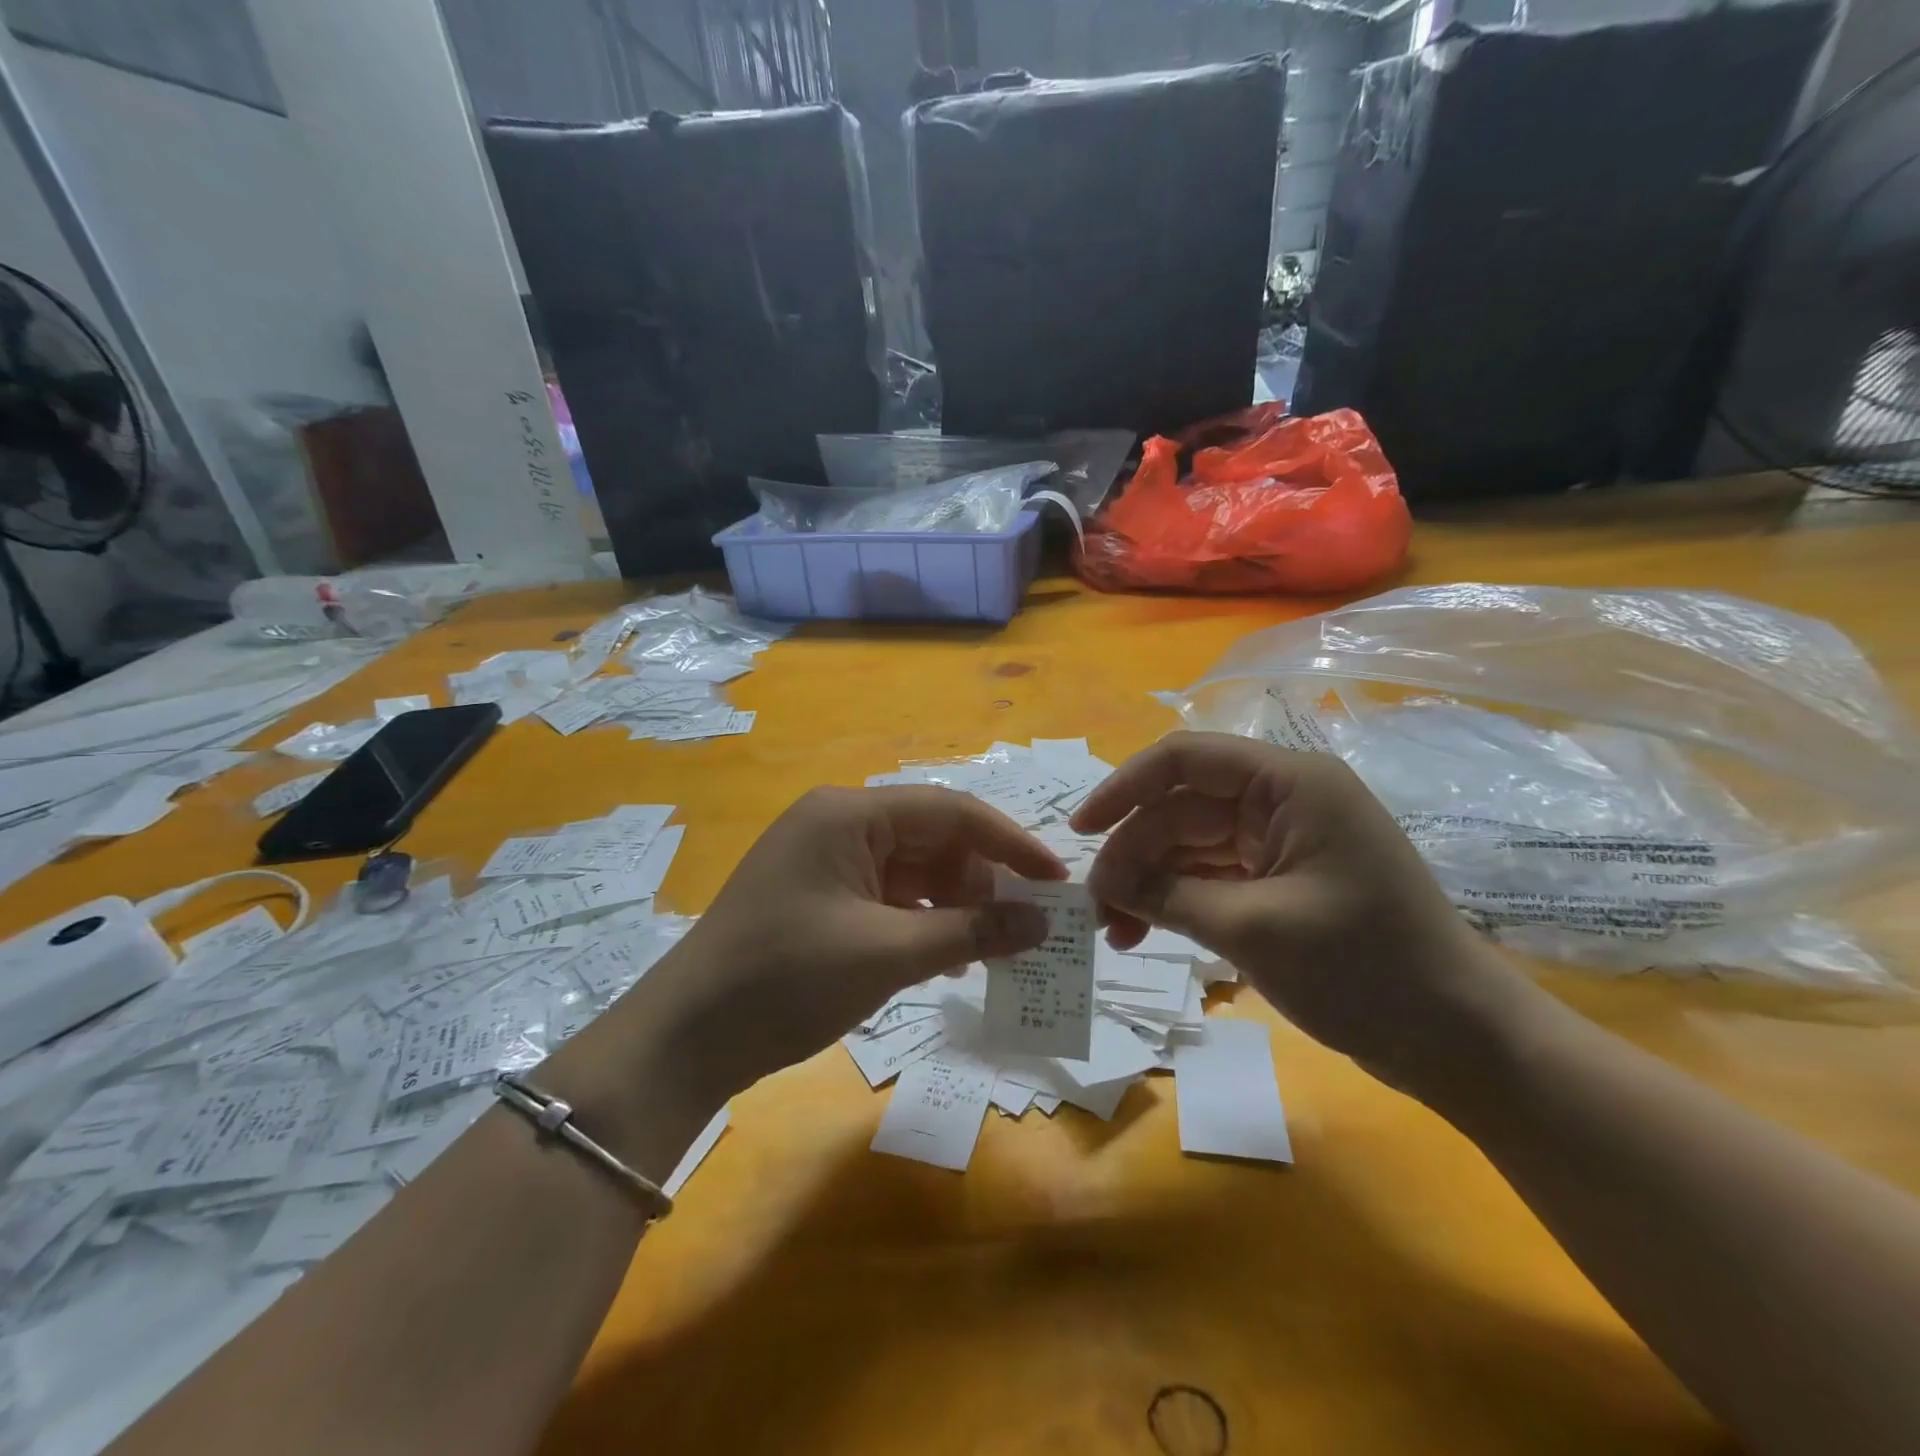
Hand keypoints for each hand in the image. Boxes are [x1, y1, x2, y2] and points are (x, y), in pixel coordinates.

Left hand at [577, 786, 1064, 1115]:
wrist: (686, 1038)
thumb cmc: (787, 980)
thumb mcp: (888, 954)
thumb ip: (971, 931)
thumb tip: (1041, 923)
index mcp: (848, 814)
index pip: (949, 811)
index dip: (1009, 843)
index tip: (1055, 880)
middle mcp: (837, 824)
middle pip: (932, 839)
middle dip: (982, 880)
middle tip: (1029, 924)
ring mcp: (826, 861)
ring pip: (913, 870)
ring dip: (956, 905)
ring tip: (996, 947)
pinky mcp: (820, 897)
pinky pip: (888, 896)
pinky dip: (923, 921)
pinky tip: (950, 957)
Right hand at [1073, 732, 1532, 1099]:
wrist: (1460, 1041)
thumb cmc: (1366, 970)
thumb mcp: (1253, 929)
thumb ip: (1169, 896)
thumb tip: (1101, 883)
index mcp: (1288, 785)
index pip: (1185, 760)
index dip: (1123, 788)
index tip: (1079, 832)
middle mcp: (1282, 802)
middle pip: (1181, 810)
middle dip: (1133, 856)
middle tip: (1096, 911)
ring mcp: (1282, 842)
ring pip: (1191, 847)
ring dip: (1150, 884)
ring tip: (1116, 934)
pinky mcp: (1281, 881)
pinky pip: (1212, 877)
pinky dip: (1178, 901)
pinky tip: (1146, 932)